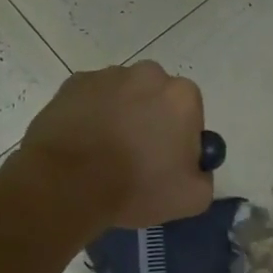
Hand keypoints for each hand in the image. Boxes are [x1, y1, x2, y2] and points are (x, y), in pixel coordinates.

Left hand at [14, 62, 213, 231]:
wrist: (68, 183)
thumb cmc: (137, 187)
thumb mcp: (193, 198)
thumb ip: (204, 176)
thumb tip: (196, 168)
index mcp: (182, 96)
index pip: (191, 115)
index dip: (181, 141)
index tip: (167, 164)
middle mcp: (148, 74)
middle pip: (157, 99)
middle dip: (152, 121)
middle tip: (137, 158)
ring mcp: (107, 76)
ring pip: (123, 97)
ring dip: (121, 117)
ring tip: (104, 154)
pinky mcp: (72, 84)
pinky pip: (92, 100)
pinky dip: (91, 116)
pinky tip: (83, 145)